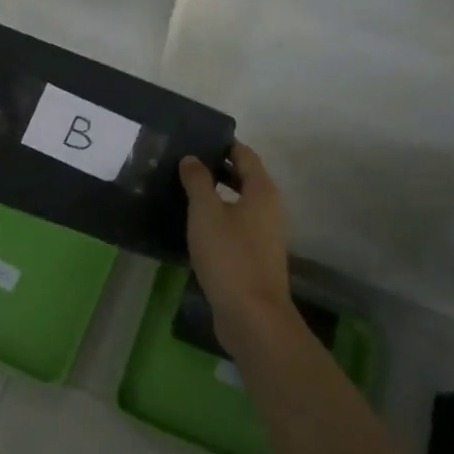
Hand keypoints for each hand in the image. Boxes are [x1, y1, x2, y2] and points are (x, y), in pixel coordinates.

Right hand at [178, 142, 293, 352]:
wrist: (251, 315)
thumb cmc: (229, 256)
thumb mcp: (206, 212)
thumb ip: (198, 181)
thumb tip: (192, 158)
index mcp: (262, 191)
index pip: (245, 155)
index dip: (224, 144)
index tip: (198, 138)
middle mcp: (269, 209)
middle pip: (244, 178)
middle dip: (218, 169)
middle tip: (185, 163)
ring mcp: (264, 235)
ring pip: (240, 204)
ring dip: (217, 195)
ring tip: (184, 191)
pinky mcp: (255, 258)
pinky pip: (236, 227)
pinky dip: (218, 219)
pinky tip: (194, 226)